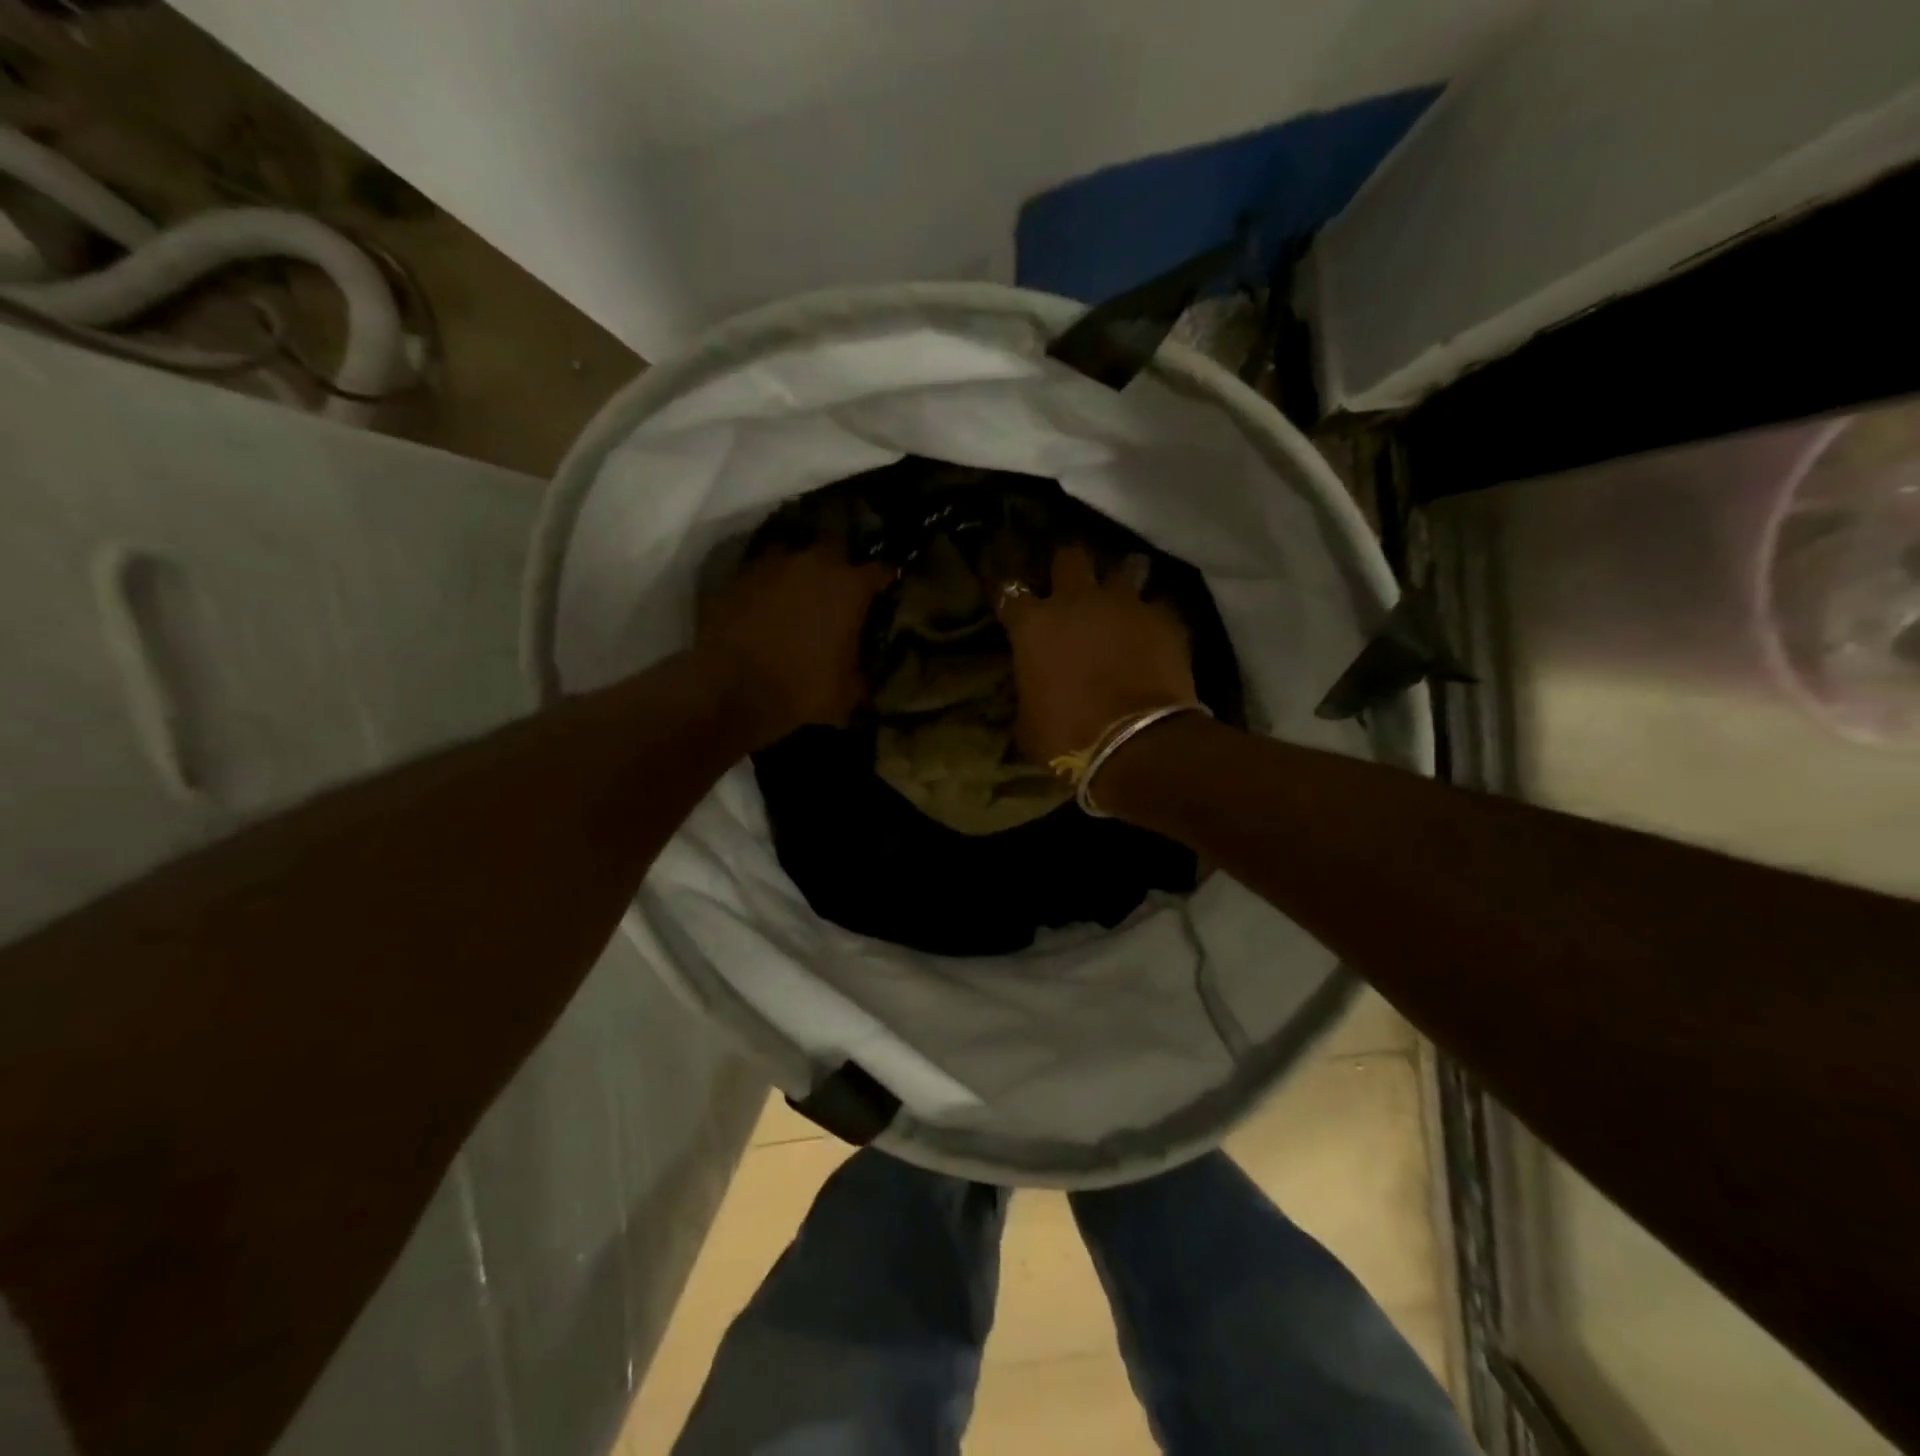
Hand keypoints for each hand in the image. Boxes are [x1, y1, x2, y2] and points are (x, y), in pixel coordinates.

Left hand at [697, 542, 894, 749]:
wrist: (731, 689)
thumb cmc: (802, 688)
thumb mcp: (848, 691)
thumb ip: (862, 670)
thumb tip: (864, 671)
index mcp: (849, 586)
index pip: (880, 571)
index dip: (887, 581)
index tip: (888, 590)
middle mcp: (813, 563)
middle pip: (836, 547)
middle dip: (841, 564)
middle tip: (842, 586)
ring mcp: (771, 565)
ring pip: (794, 555)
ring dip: (801, 570)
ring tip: (802, 591)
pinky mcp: (737, 577)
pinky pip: (761, 574)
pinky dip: (768, 586)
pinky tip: (768, 605)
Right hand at [995, 543, 1196, 762]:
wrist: (1136, 744)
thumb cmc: (1068, 737)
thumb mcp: (1028, 723)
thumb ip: (1028, 695)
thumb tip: (1031, 694)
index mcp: (1034, 625)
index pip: (1009, 592)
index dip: (1009, 595)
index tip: (1011, 603)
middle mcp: (1077, 601)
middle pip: (1070, 558)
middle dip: (1069, 567)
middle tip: (1072, 584)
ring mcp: (1125, 604)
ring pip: (1124, 568)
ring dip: (1120, 578)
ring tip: (1121, 595)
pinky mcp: (1164, 619)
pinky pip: (1159, 605)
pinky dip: (1155, 616)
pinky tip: (1155, 629)